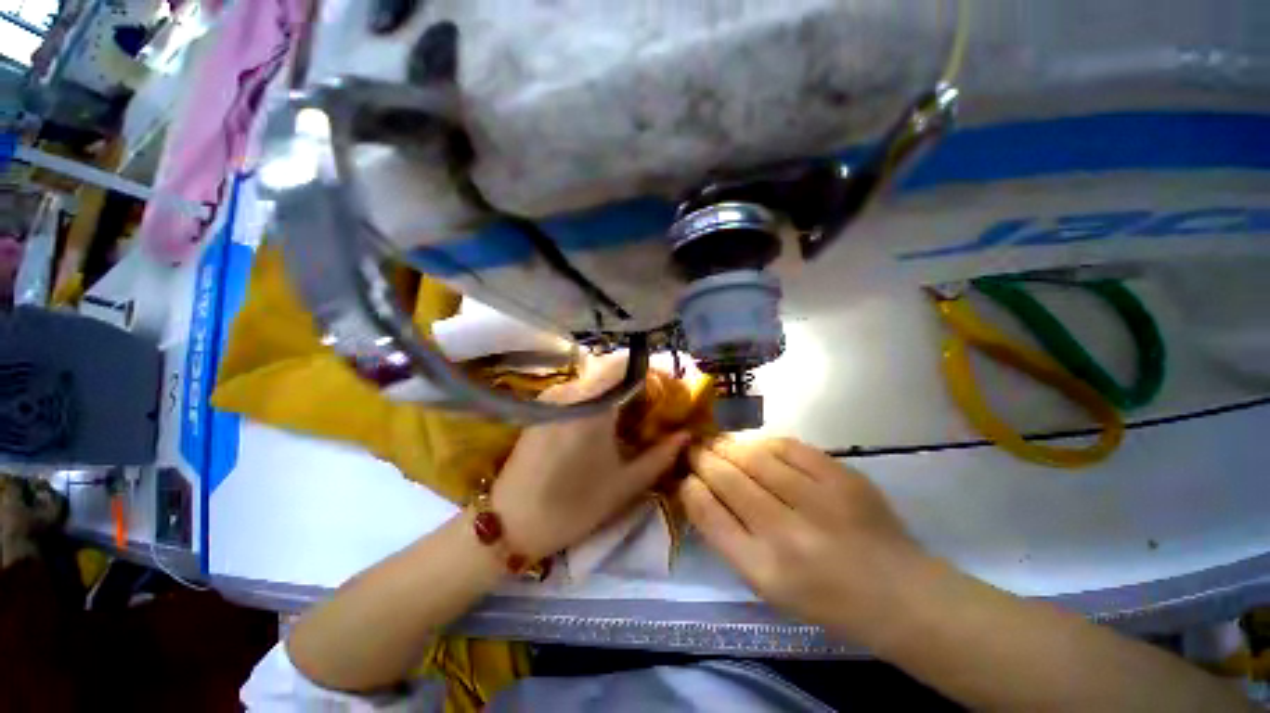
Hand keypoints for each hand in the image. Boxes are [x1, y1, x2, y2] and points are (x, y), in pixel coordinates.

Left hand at [490, 355, 689, 559]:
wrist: (511, 524)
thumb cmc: (574, 506)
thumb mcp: (625, 484)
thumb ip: (660, 456)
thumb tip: (686, 434)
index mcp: (592, 405)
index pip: (624, 365)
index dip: (648, 372)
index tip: (664, 391)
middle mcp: (570, 391)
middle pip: (610, 371)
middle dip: (635, 384)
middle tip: (651, 407)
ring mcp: (551, 396)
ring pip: (593, 380)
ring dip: (614, 391)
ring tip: (630, 416)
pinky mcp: (541, 406)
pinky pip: (577, 391)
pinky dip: (595, 398)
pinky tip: (602, 422)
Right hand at [680, 437, 928, 644]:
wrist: (900, 594)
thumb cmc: (825, 600)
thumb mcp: (766, 585)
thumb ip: (728, 536)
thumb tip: (699, 489)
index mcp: (764, 570)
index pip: (708, 513)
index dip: (690, 486)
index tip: (684, 475)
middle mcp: (787, 534)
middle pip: (727, 478)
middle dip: (702, 458)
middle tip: (692, 447)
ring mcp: (818, 500)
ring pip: (753, 456)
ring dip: (727, 445)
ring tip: (715, 441)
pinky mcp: (842, 477)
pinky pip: (788, 446)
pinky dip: (763, 442)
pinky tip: (754, 445)